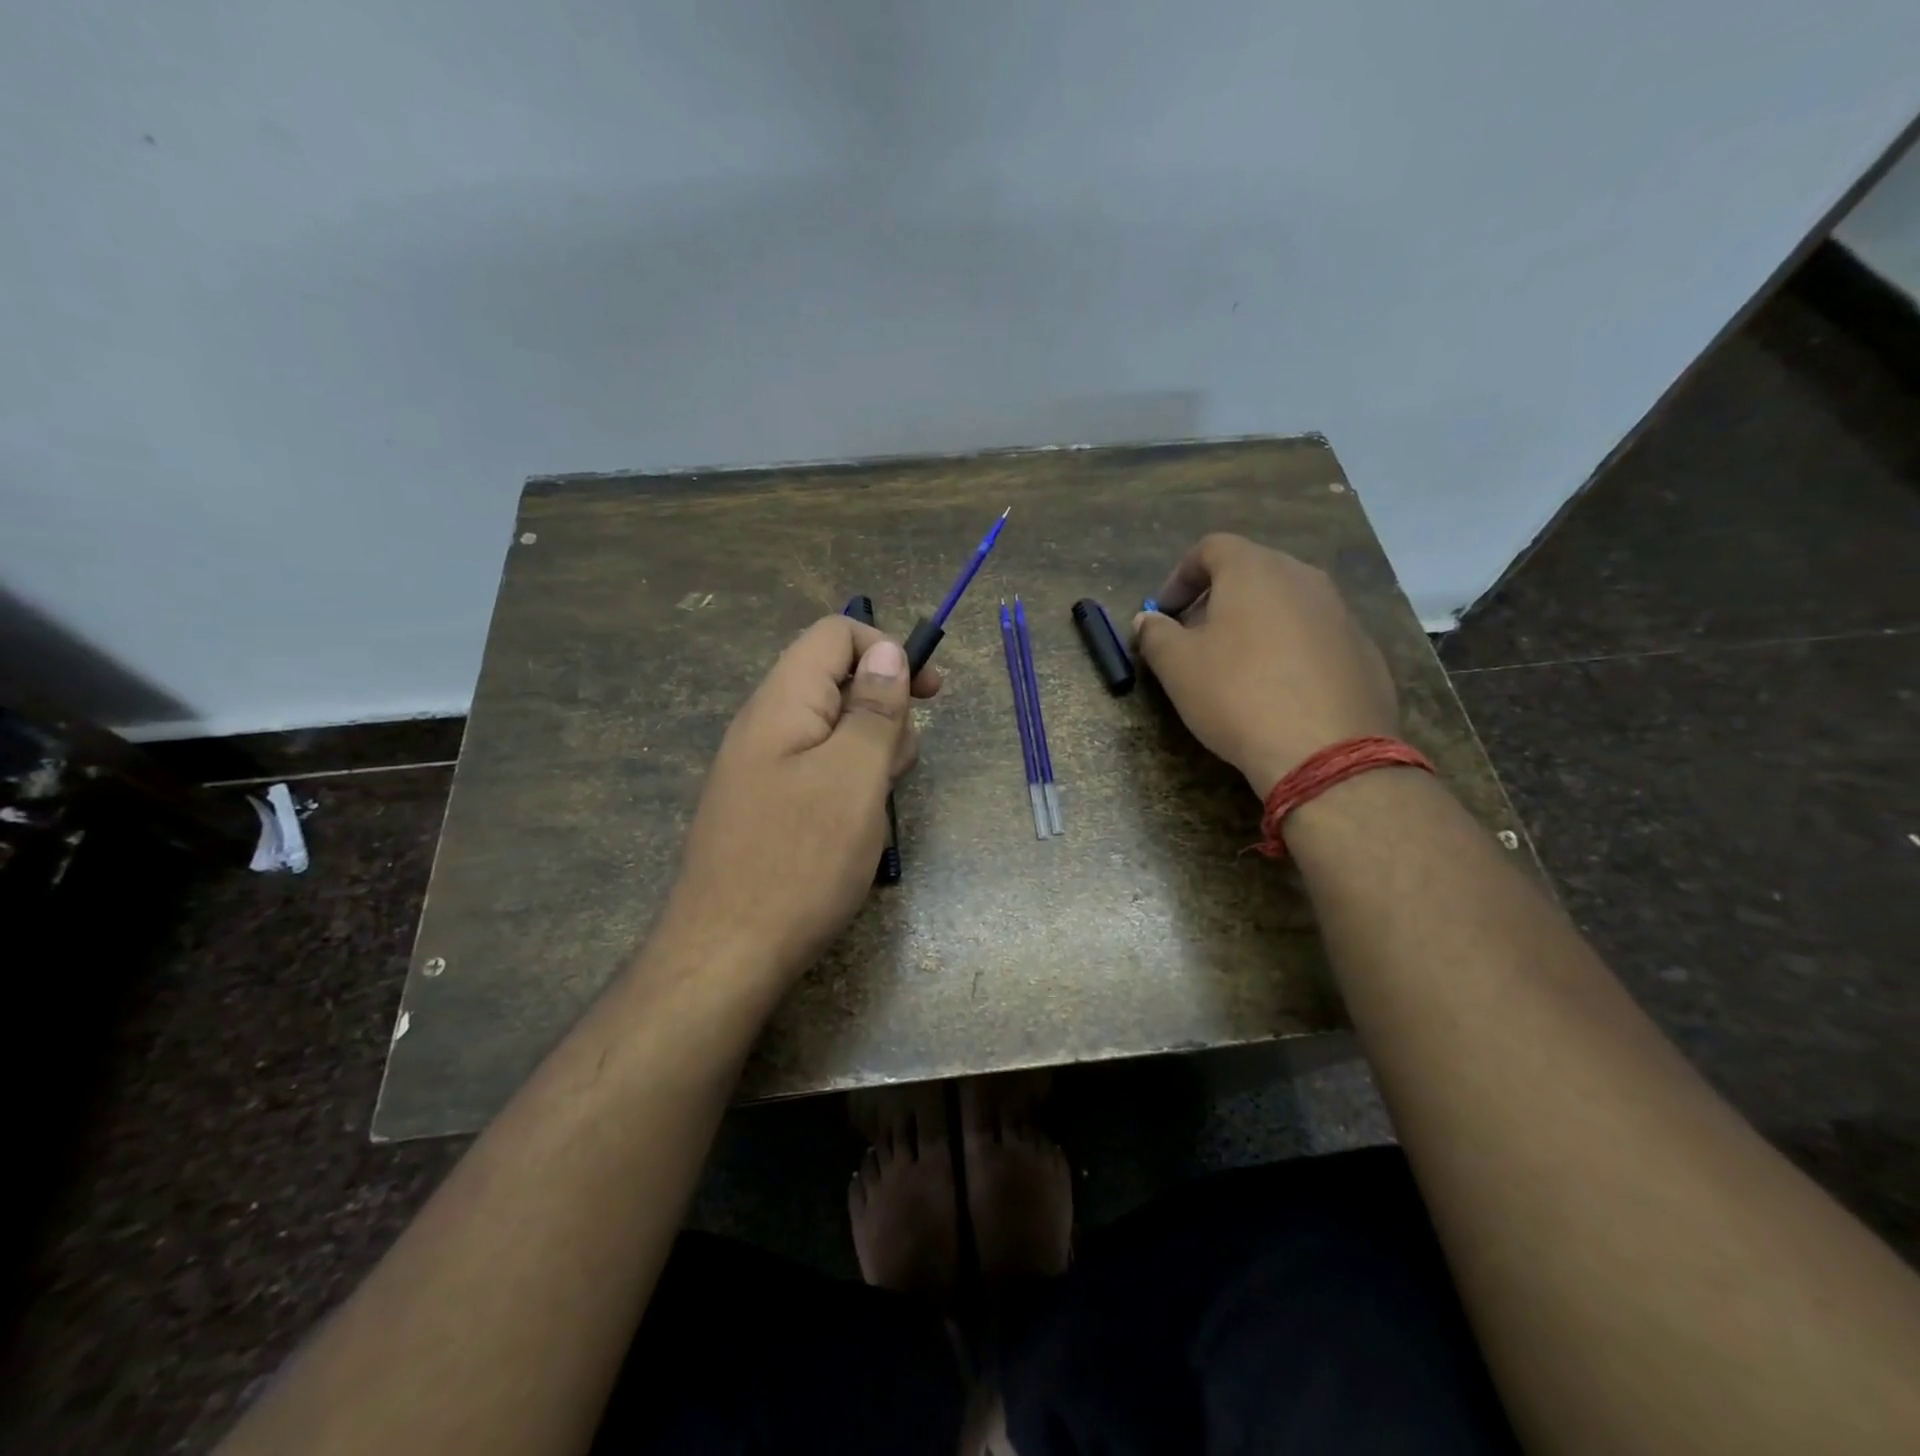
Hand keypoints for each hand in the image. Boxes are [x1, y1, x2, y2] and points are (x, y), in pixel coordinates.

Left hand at [663, 616, 940, 985]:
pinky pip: (818, 771)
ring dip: (869, 756)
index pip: (835, 634)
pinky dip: (847, 787)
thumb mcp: (854, 776)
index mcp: (782, 701)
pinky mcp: (765, 805)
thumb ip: (874, 708)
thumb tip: (887, 649)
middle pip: (837, 682)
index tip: (929, 693)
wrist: (726, 955)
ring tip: (873, 809)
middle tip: (894, 769)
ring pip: (833, 732)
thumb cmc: (799, 860)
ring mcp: (761, 767)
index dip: (887, 649)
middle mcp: (765, 724)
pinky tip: (852, 830)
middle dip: (883, 713)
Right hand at [1133, 534, 1396, 796]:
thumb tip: (1147, 620)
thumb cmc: (1237, 695)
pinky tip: (1278, 691)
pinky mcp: (1364, 650)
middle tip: (1195, 638)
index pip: (1211, 548)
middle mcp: (1303, 578)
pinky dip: (1290, 650)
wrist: (1325, 750)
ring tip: (1236, 666)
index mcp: (1255, 570)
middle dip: (1217, 599)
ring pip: (1287, 604)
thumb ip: (1155, 634)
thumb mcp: (1177, 666)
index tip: (1164, 612)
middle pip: (1252, 572)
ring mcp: (1340, 613)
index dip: (1180, 576)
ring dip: (1255, 623)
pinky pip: (1315, 637)